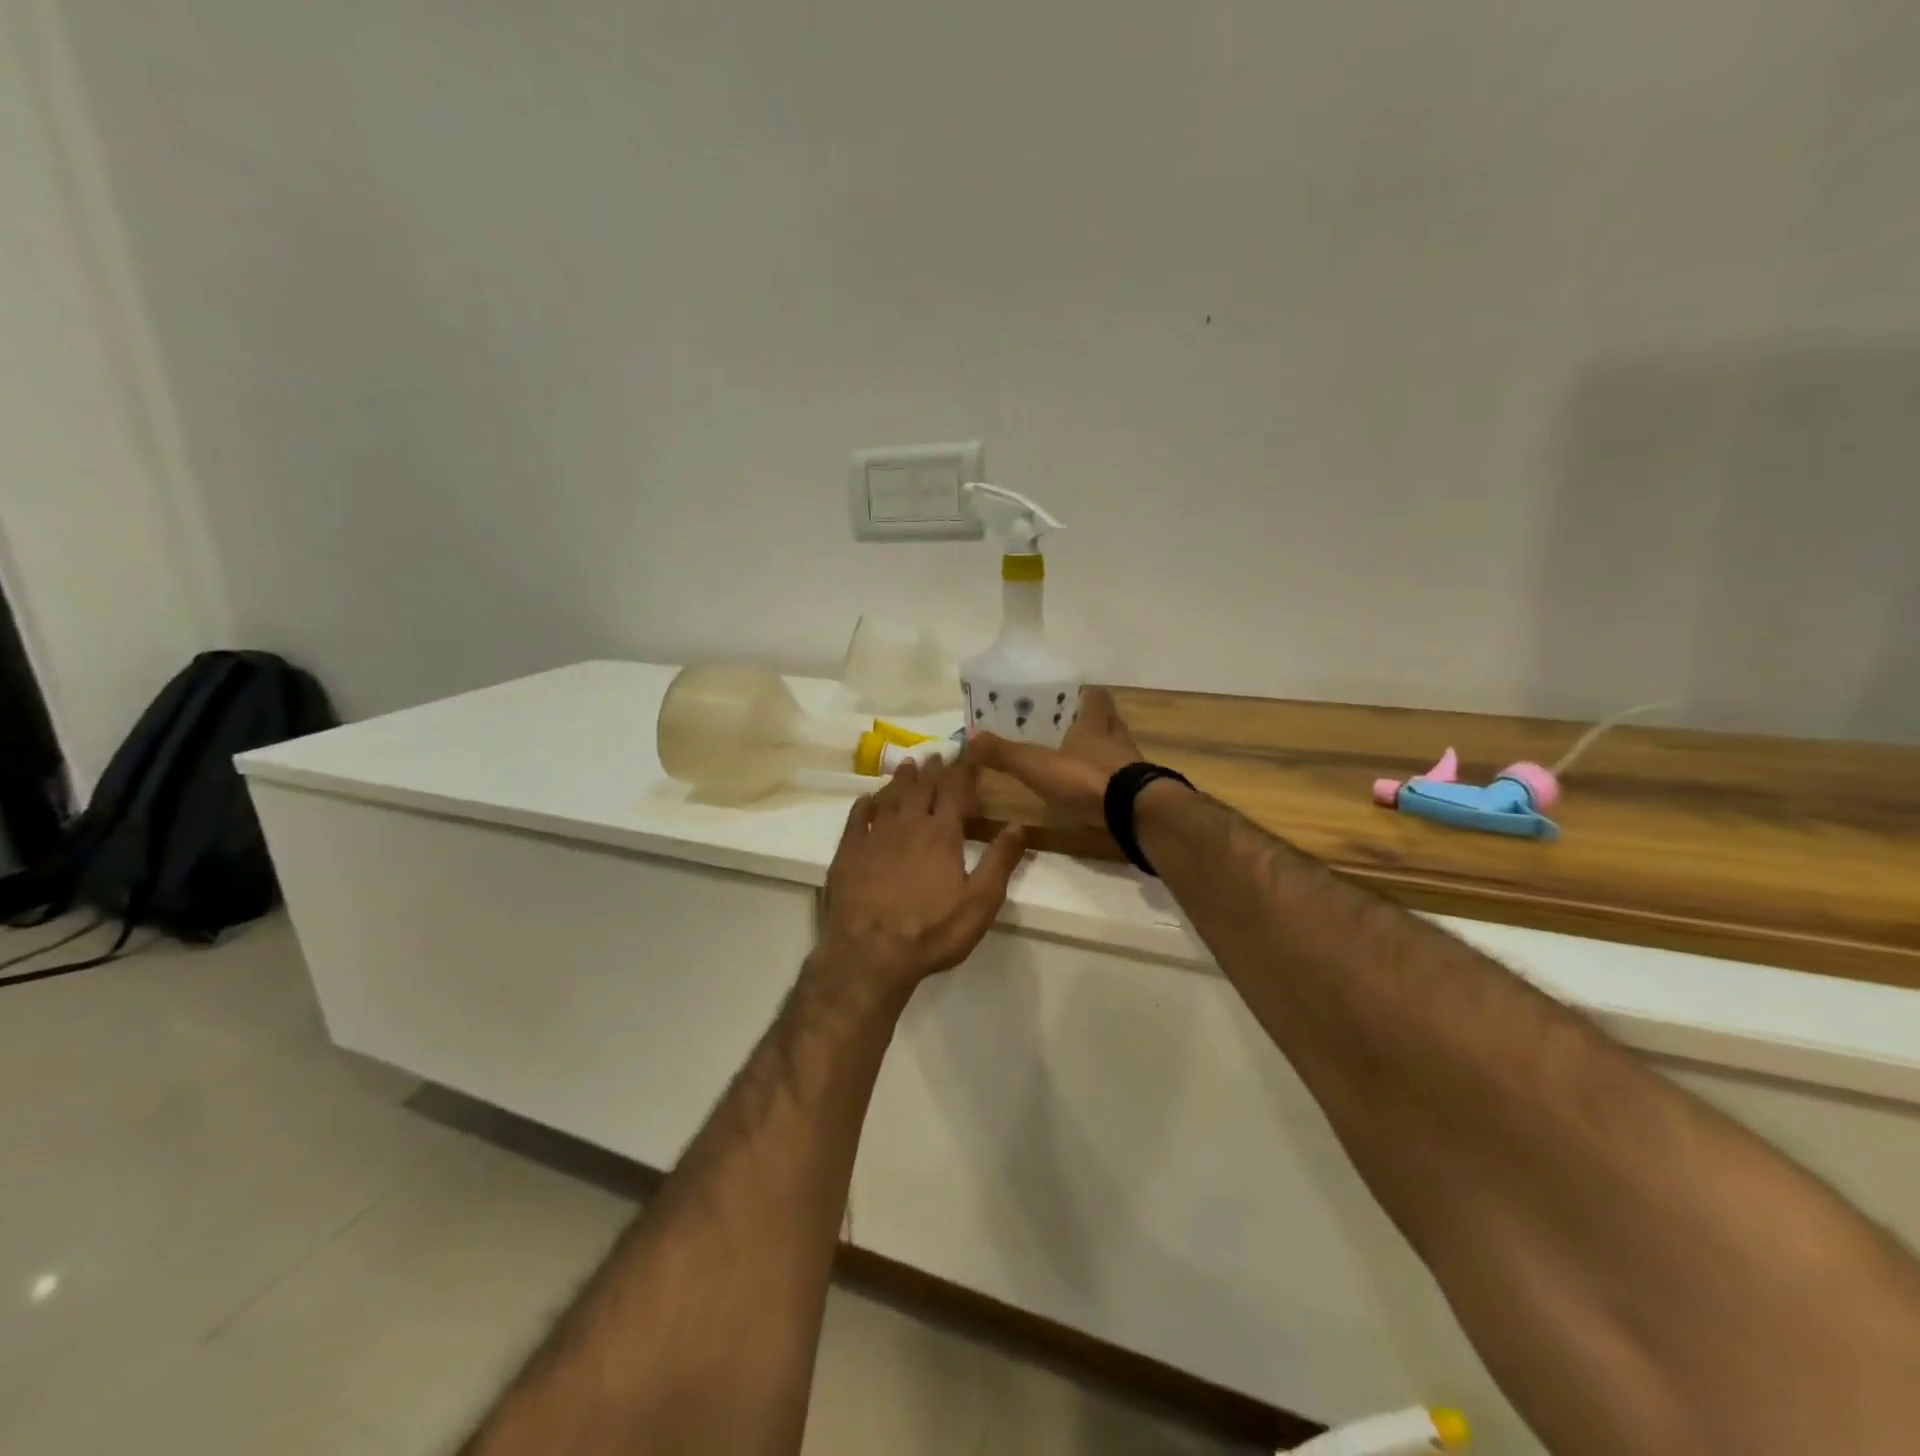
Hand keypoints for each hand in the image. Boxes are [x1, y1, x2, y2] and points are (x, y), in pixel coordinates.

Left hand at [814, 756, 1028, 1004]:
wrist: (870, 954)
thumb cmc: (932, 932)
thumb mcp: (979, 903)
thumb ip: (1000, 861)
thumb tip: (1019, 825)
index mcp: (941, 834)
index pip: (956, 789)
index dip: (964, 767)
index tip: (971, 749)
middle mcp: (908, 825)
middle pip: (922, 787)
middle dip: (934, 769)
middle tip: (939, 754)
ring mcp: (875, 836)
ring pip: (890, 796)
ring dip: (902, 779)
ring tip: (909, 765)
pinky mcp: (848, 852)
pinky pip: (858, 818)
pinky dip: (866, 804)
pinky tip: (868, 799)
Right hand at [969, 687, 1141, 825]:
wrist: (1134, 813)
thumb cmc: (1085, 778)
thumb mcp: (1037, 765)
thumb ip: (1005, 754)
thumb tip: (969, 737)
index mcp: (1094, 726)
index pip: (1096, 699)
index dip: (1088, 696)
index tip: (1077, 696)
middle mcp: (1116, 741)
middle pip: (1112, 722)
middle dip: (1098, 723)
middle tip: (1079, 727)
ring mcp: (1132, 768)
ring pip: (1121, 751)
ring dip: (1107, 753)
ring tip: (1087, 760)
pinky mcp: (1140, 795)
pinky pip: (1126, 781)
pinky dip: (1113, 783)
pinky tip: (1100, 792)